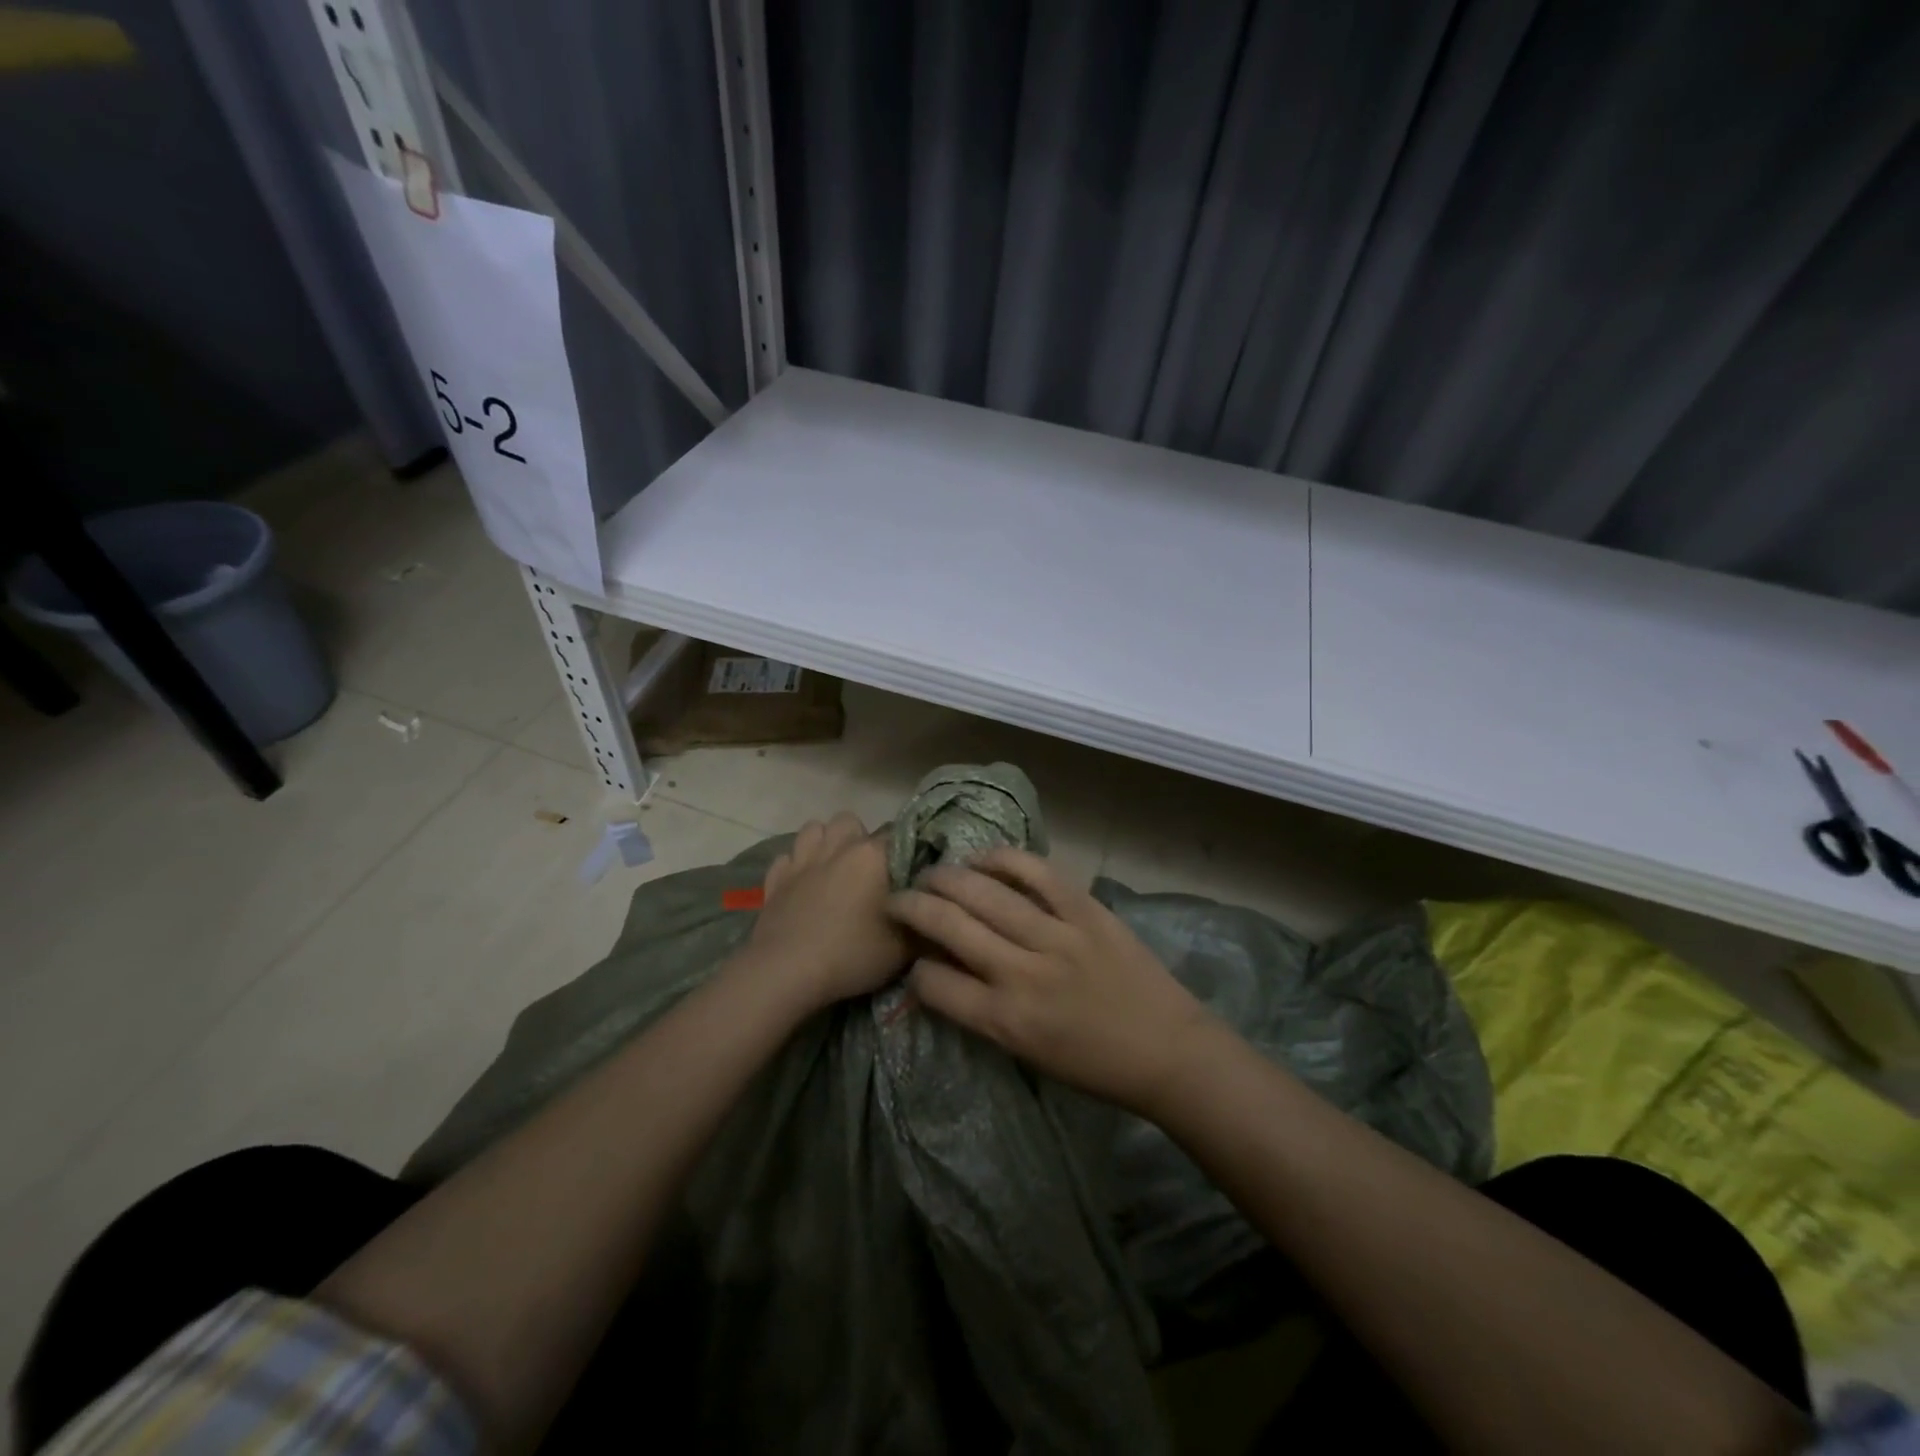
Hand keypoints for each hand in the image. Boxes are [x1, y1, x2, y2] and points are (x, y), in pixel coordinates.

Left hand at [737, 812, 909, 1014]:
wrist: (787, 972)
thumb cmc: (852, 955)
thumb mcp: (905, 948)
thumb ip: (924, 919)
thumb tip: (932, 904)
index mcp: (872, 855)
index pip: (898, 833)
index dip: (905, 851)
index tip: (907, 874)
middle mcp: (838, 847)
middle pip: (850, 821)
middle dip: (859, 838)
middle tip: (866, 871)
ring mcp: (802, 860)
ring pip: (813, 829)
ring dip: (824, 842)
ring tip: (832, 868)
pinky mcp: (775, 879)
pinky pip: (787, 857)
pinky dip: (795, 866)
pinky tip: (801, 886)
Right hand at [886, 847, 1216, 1116]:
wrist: (1168, 1051)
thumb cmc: (1095, 1066)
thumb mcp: (1026, 1052)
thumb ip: (982, 1011)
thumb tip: (945, 972)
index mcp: (1005, 1020)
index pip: (934, 983)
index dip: (914, 968)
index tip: (915, 957)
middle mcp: (1021, 974)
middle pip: (949, 926)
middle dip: (913, 906)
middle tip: (899, 896)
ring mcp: (1056, 936)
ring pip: (985, 892)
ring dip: (948, 877)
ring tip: (933, 872)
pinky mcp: (1086, 910)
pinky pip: (1037, 873)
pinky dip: (1005, 859)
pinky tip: (984, 857)